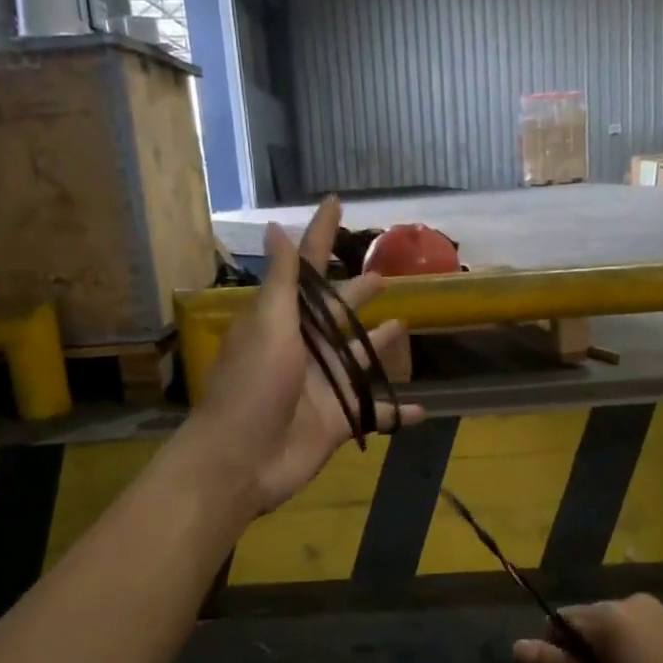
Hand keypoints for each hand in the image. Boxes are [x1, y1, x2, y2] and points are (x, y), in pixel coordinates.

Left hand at [191, 197, 422, 513]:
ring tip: (403, 328)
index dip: (320, 235)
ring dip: (378, 346)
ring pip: (357, 359)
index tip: (334, 203)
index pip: (305, 268)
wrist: (241, 460)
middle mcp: (303, 348)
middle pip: (337, 314)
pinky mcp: (337, 419)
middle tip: (385, 276)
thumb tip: (275, 227)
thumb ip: (282, 282)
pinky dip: (395, 413)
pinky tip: (420, 409)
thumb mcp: (268, 326)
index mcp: (282, 320)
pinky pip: (374, 413)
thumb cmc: (253, 386)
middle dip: (356, 294)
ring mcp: (321, 385)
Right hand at [514, 594, 662, 662]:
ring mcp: (662, 611)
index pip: (557, 622)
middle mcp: (632, 602)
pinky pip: (641, 632)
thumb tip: (517, 646)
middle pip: (586, 623)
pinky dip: (634, 655)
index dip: (552, 658)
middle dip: (580, 659)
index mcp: (609, 618)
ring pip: (614, 629)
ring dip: (607, 659)